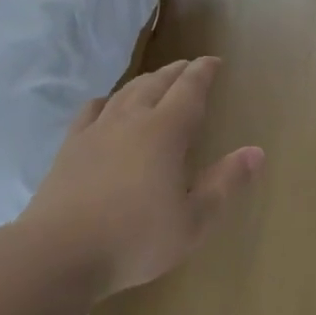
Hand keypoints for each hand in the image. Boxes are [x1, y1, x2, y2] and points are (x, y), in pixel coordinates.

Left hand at [18, 56, 263, 298]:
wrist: (59, 253)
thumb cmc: (136, 240)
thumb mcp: (193, 221)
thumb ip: (225, 183)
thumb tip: (256, 152)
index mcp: (164, 133)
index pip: (189, 90)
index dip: (203, 72)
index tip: (213, 61)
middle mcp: (130, 121)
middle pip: (156, 83)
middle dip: (176, 72)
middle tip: (189, 67)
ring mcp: (96, 131)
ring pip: (125, 92)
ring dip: (145, 81)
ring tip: (156, 80)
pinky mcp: (70, 147)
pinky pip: (92, 110)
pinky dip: (107, 100)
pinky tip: (107, 105)